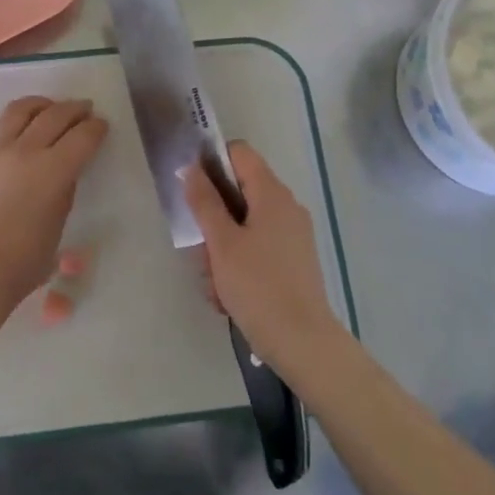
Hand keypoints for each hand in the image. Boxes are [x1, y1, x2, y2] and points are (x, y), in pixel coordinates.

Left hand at [0, 97, 107, 306]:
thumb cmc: (25, 259)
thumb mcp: (58, 222)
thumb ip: (63, 190)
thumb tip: (62, 172)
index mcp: (53, 169)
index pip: (82, 136)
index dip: (96, 128)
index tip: (101, 125)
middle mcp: (26, 151)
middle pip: (55, 115)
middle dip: (74, 109)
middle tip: (85, 110)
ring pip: (20, 110)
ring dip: (41, 105)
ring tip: (50, 109)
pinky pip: (1, 130)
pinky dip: (18, 125)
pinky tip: (23, 136)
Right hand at [183, 141, 345, 374]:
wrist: (302, 342)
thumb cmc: (258, 286)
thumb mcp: (221, 243)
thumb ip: (204, 202)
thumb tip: (191, 168)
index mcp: (272, 194)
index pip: (239, 153)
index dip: (212, 162)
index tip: (192, 189)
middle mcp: (286, 207)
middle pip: (238, 193)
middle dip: (212, 220)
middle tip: (201, 251)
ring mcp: (292, 235)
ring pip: (243, 226)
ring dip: (221, 249)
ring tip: (214, 283)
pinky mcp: (292, 260)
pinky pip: (256, 249)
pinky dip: (238, 265)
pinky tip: (227, 296)